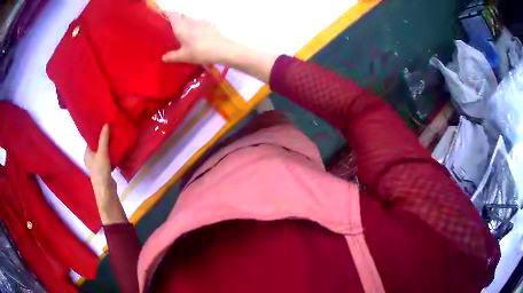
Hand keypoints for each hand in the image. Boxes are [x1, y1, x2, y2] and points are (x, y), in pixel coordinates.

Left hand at [84, 125, 122, 224]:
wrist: (106, 190)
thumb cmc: (100, 171)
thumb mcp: (102, 153)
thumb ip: (103, 139)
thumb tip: (106, 124)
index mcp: (87, 153)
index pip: (90, 139)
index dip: (96, 132)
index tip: (103, 123)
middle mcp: (91, 158)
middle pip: (97, 145)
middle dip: (103, 137)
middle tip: (111, 128)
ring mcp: (98, 164)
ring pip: (103, 151)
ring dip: (108, 145)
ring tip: (115, 136)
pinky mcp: (105, 169)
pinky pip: (108, 157)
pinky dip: (112, 153)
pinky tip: (117, 148)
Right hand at [162, 12, 234, 64]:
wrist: (223, 49)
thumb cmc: (200, 52)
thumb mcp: (184, 56)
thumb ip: (172, 56)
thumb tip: (163, 58)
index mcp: (181, 27)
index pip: (172, 14)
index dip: (166, 12)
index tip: (161, 15)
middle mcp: (190, 21)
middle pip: (181, 15)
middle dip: (175, 18)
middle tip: (169, 26)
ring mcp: (201, 22)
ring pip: (190, 18)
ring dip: (185, 22)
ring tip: (181, 31)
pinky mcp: (209, 25)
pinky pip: (198, 23)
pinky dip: (194, 26)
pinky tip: (195, 34)